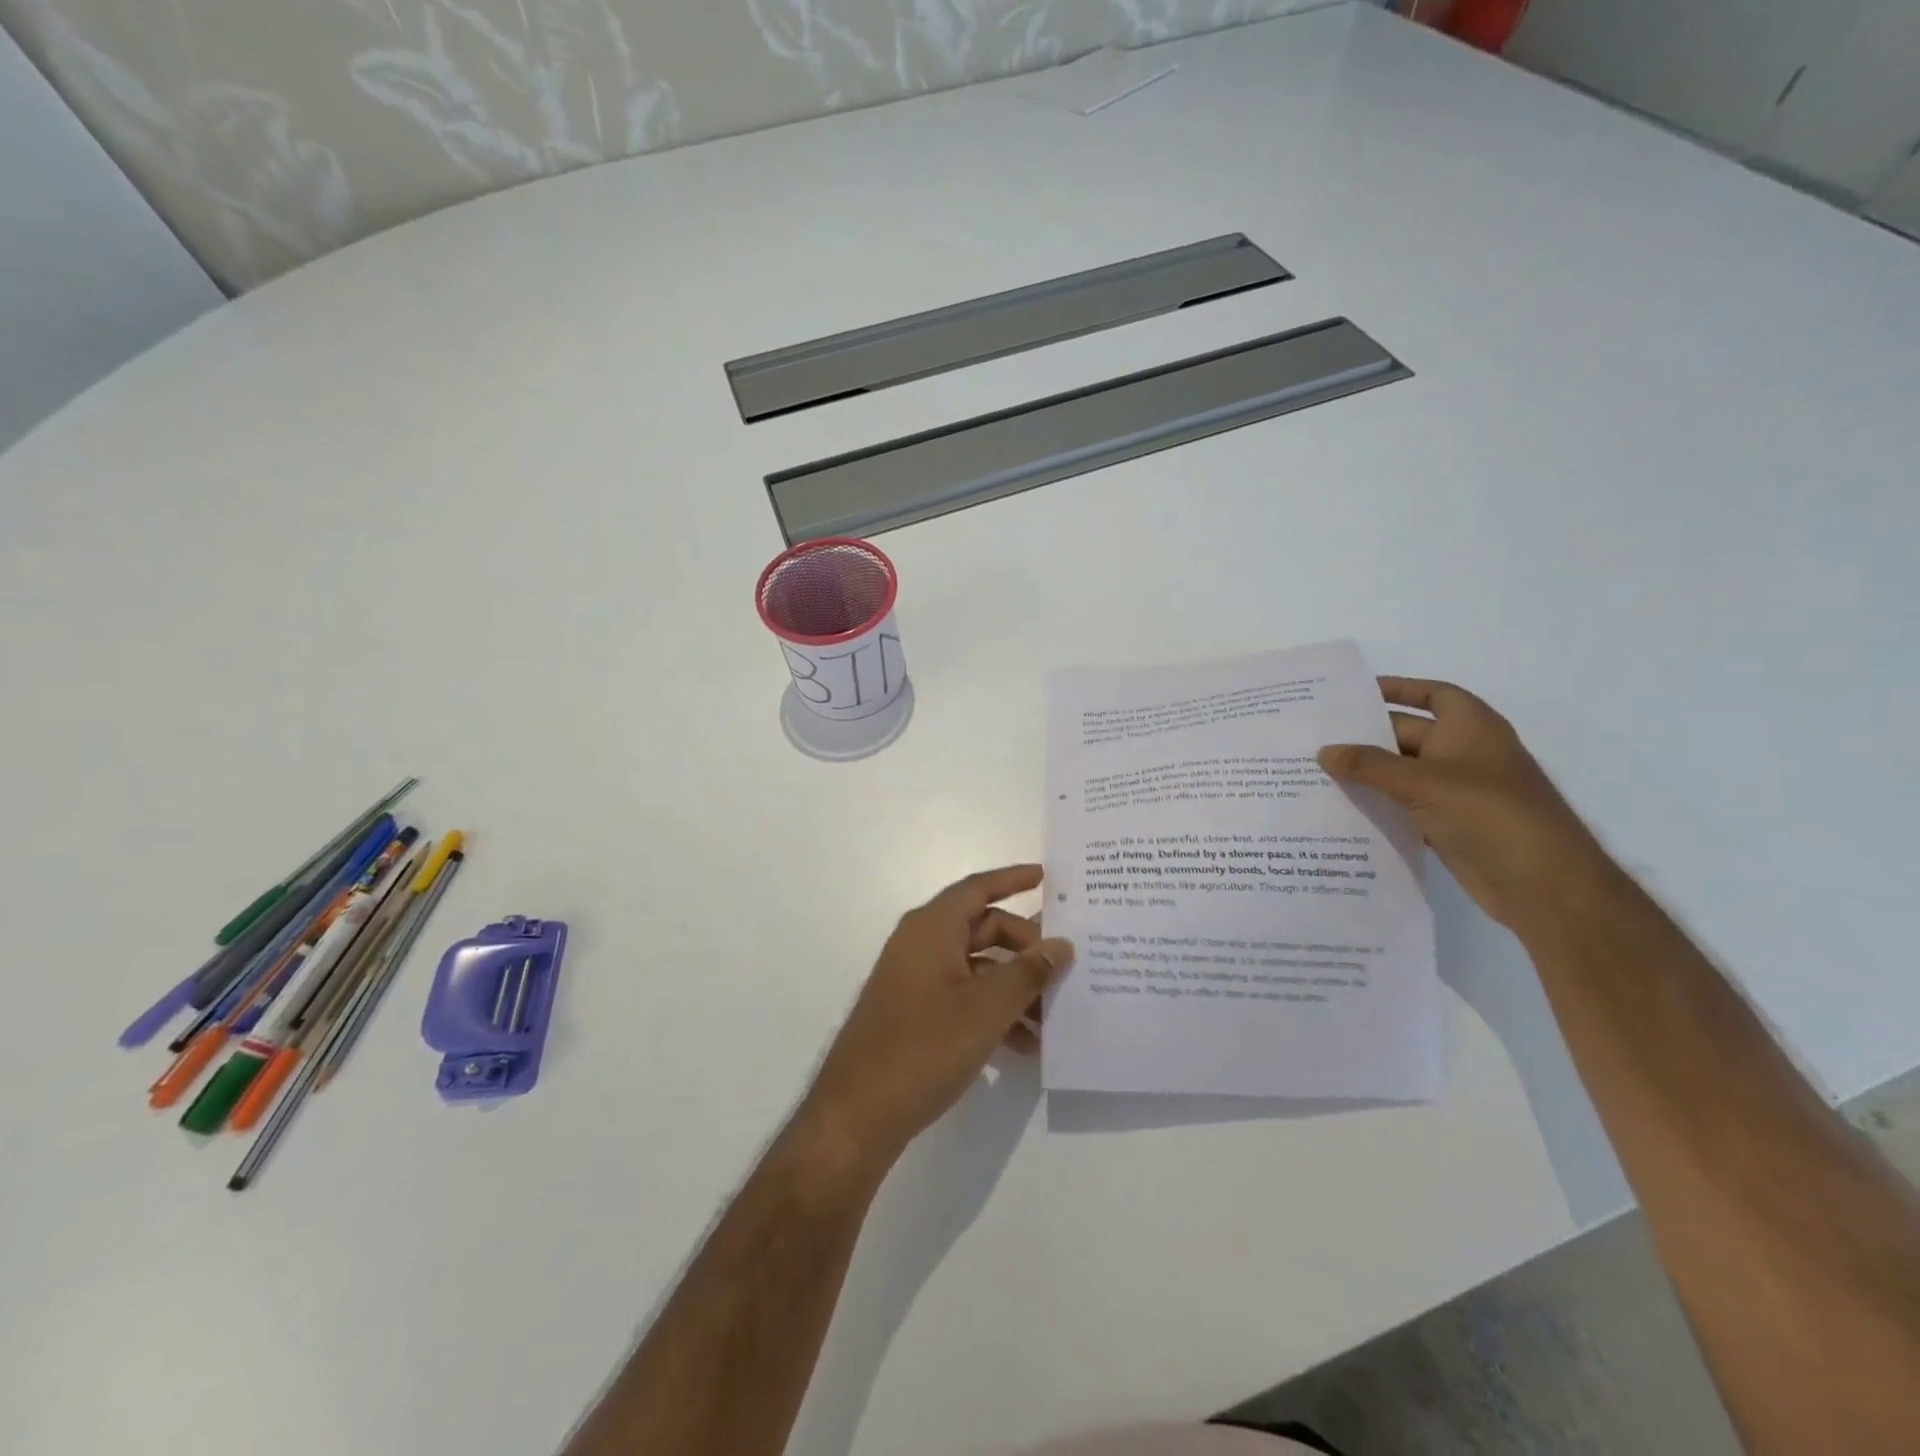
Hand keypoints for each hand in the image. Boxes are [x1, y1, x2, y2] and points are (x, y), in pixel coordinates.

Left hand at [800, 866, 1073, 1164]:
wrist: (858, 1114)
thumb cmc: (924, 1046)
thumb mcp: (987, 1008)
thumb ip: (1028, 973)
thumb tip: (1061, 945)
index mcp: (932, 928)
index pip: (978, 888)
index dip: (1013, 879)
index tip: (1047, 877)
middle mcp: (921, 944)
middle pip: (983, 928)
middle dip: (1025, 947)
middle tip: (1064, 969)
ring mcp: (916, 980)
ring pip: (977, 968)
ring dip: (1014, 987)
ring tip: (1054, 1017)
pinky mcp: (915, 1013)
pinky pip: (963, 997)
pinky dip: (994, 1011)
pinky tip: (1026, 1045)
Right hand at [1318, 677, 1619, 933]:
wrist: (1541, 883)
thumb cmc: (1488, 813)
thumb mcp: (1421, 782)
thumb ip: (1368, 765)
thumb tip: (1324, 751)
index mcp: (1471, 728)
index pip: (1433, 694)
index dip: (1399, 689)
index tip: (1355, 694)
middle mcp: (1465, 754)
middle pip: (1408, 735)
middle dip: (1366, 736)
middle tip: (1316, 737)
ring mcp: (1458, 792)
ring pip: (1402, 774)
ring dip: (1367, 774)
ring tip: (1316, 772)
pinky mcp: (1449, 825)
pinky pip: (1405, 806)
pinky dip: (1378, 806)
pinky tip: (1340, 809)